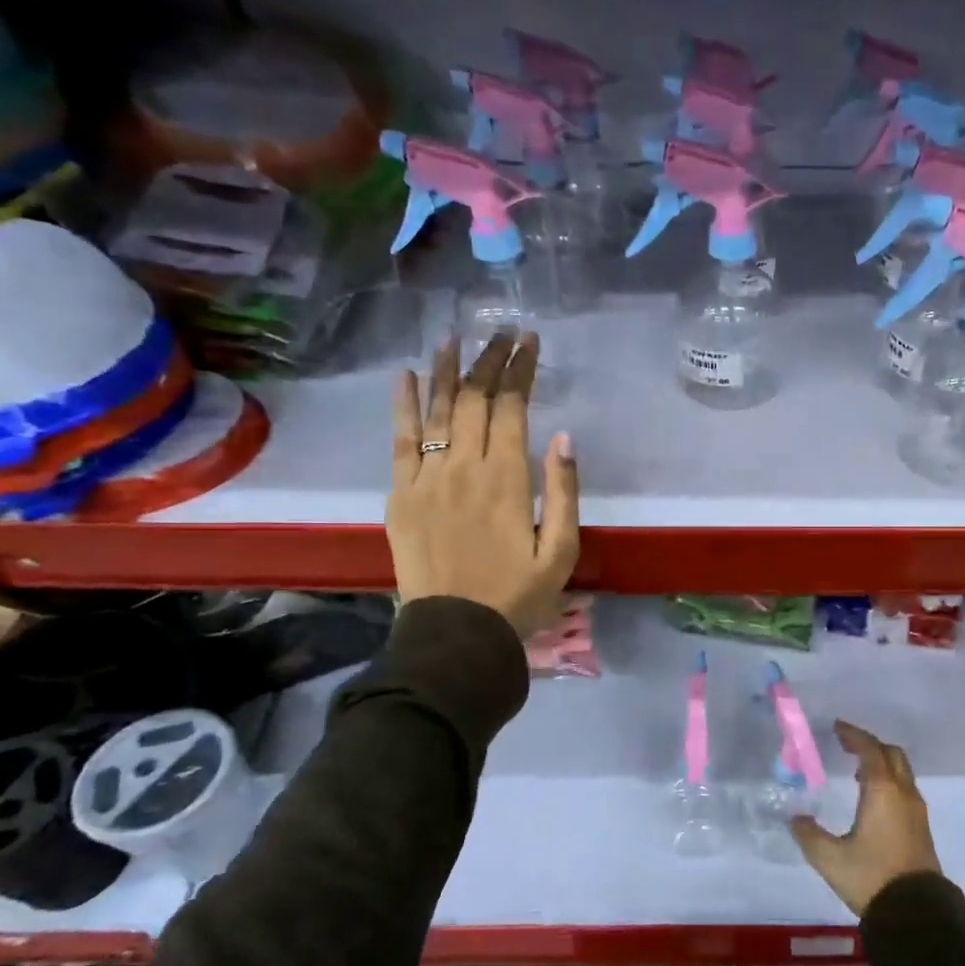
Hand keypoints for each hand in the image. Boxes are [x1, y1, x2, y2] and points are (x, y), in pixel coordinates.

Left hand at [386, 331, 579, 636]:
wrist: (456, 633)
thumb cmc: (518, 595)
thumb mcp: (561, 552)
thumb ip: (564, 492)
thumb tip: (564, 436)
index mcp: (507, 479)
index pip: (512, 407)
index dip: (520, 370)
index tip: (528, 341)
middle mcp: (464, 466)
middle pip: (474, 399)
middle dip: (489, 360)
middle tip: (500, 332)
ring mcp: (426, 477)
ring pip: (437, 410)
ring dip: (446, 369)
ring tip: (453, 337)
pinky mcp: (400, 493)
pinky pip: (400, 439)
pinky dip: (403, 405)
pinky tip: (406, 376)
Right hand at [791, 720, 943, 915]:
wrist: (916, 912)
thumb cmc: (872, 877)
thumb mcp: (830, 858)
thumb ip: (809, 835)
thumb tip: (796, 819)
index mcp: (882, 791)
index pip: (869, 750)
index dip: (853, 735)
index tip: (837, 728)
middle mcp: (903, 793)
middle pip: (891, 754)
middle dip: (870, 744)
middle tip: (847, 745)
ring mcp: (916, 810)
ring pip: (901, 771)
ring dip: (881, 763)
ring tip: (857, 770)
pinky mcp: (921, 827)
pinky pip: (904, 788)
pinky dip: (889, 780)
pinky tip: (872, 798)